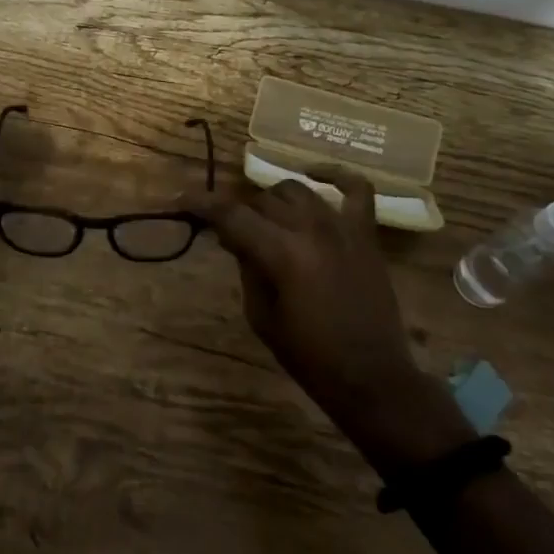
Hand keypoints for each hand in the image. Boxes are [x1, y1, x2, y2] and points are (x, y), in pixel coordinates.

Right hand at [202, 168, 472, 465]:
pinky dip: (337, 175)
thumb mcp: (262, 317)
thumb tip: (235, 237)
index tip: (182, 200)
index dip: (202, 204)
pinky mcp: (366, 234)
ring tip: (269, 221)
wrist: (372, 378)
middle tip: (234, 235)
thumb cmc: (310, 357)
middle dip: (242, 214)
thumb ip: (247, 268)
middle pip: (263, 201)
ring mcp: (342, 227)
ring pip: (297, 190)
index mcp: (282, 254)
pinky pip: (357, 189)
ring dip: (275, 202)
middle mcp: (311, 229)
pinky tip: (316, 174)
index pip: (232, 215)